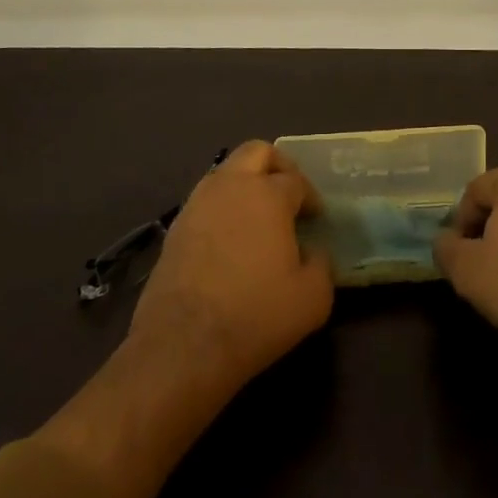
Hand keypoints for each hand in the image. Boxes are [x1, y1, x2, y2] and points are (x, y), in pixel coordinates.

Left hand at [130, 140, 334, 395]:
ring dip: (245, 183)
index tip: (315, 218)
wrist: (183, 344)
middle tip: (288, 194)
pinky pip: (206, 200)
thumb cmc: (255, 315)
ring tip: (258, 217)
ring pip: (226, 171)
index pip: (296, 180)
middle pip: (257, 152)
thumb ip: (322, 266)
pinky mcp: (175, 227)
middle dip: (277, 165)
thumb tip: (314, 253)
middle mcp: (232, 186)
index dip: (310, 196)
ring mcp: (198, 203)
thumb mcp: (313, 299)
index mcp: (269, 194)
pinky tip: (230, 239)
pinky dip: (222, 207)